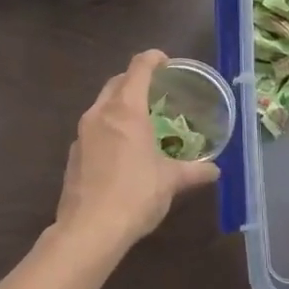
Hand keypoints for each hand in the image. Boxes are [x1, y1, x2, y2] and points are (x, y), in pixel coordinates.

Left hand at [54, 50, 219, 257]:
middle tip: (157, 92)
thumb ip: (194, 171)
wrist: (89, 230)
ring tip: (141, 120)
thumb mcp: (170, 181)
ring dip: (120, 104)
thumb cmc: (135, 195)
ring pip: (102, 105)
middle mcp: (101, 113)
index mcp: (126, 110)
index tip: (166, 63)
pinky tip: (122, 150)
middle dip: (135, 80)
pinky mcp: (73, 154)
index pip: (138, 67)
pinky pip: (93, 129)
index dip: (153, 58)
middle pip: (117, 82)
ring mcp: (82, 133)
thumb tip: (214, 170)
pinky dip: (108, 128)